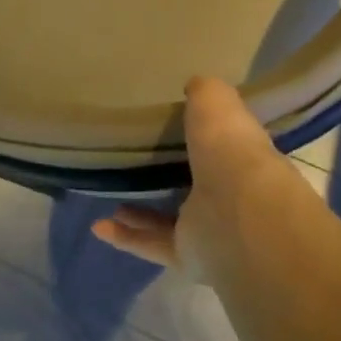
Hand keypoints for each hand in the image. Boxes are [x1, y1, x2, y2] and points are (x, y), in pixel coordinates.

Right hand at [91, 77, 290, 275]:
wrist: (238, 212)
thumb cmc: (230, 150)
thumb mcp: (216, 103)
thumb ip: (205, 93)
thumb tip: (196, 84)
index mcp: (241, 158)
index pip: (224, 147)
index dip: (205, 137)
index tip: (177, 128)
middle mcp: (230, 196)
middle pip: (198, 187)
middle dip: (173, 179)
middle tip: (141, 166)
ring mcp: (210, 230)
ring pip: (171, 221)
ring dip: (141, 212)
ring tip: (112, 198)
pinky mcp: (188, 256)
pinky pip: (151, 244)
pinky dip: (125, 237)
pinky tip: (99, 226)